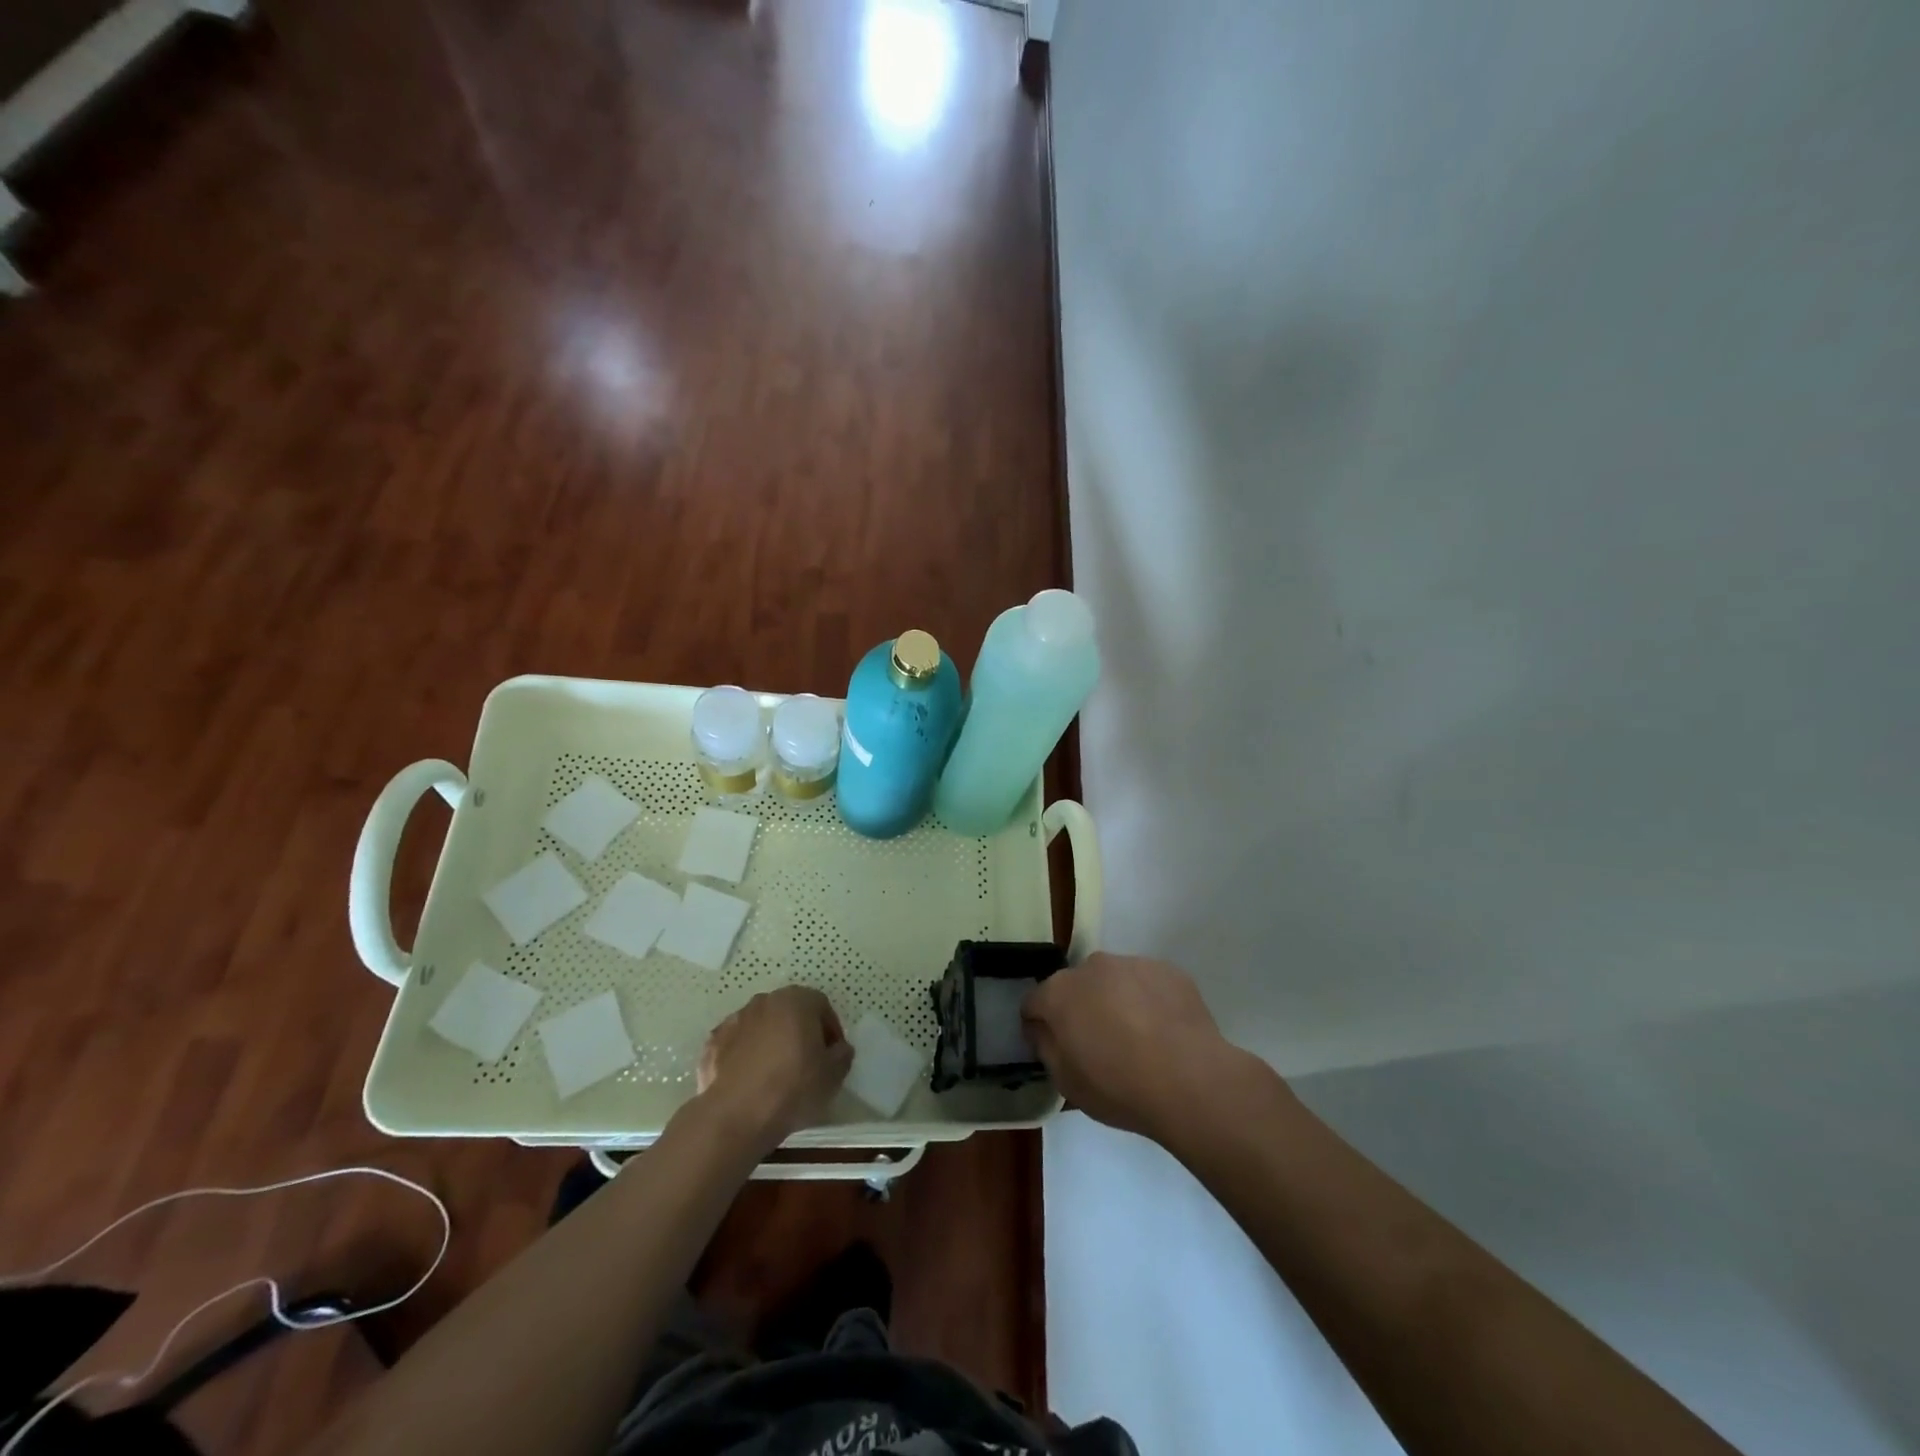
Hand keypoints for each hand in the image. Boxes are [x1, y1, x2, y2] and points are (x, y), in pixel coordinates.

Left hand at [697, 986, 853, 1150]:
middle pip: (790, 1012)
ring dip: (771, 1042)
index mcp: (796, 1000)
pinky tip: (750, 1082)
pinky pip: (737, 1045)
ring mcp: (734, 1020)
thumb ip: (842, 1054)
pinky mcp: (712, 1043)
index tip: (831, 1056)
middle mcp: (764, 1001)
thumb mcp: (834, 1074)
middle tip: (806, 1063)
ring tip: (775, 1075)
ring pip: (761, 1027)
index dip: (830, 1030)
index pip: (821, 1006)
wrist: (735, 1115)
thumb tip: (838, 1048)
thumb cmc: (793, 1088)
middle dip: (799, 1032)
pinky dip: (744, 1056)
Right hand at [1022, 953, 1239, 1142]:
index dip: (1038, 1025)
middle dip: (1080, 1009)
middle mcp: (1092, 967)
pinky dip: (1148, 1000)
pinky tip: (1164, 1032)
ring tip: (1138, 1039)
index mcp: (1059, 992)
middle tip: (1099, 1045)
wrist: (1191, 1080)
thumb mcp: (1066, 1082)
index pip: (1034, 1002)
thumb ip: (1045, 1047)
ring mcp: (1132, 963)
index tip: (1053, 1047)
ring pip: (1113, 981)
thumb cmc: (1119, 1086)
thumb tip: (1042, 1028)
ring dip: (1115, 1001)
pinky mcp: (1168, 970)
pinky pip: (1147, 983)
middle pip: (1076, 986)